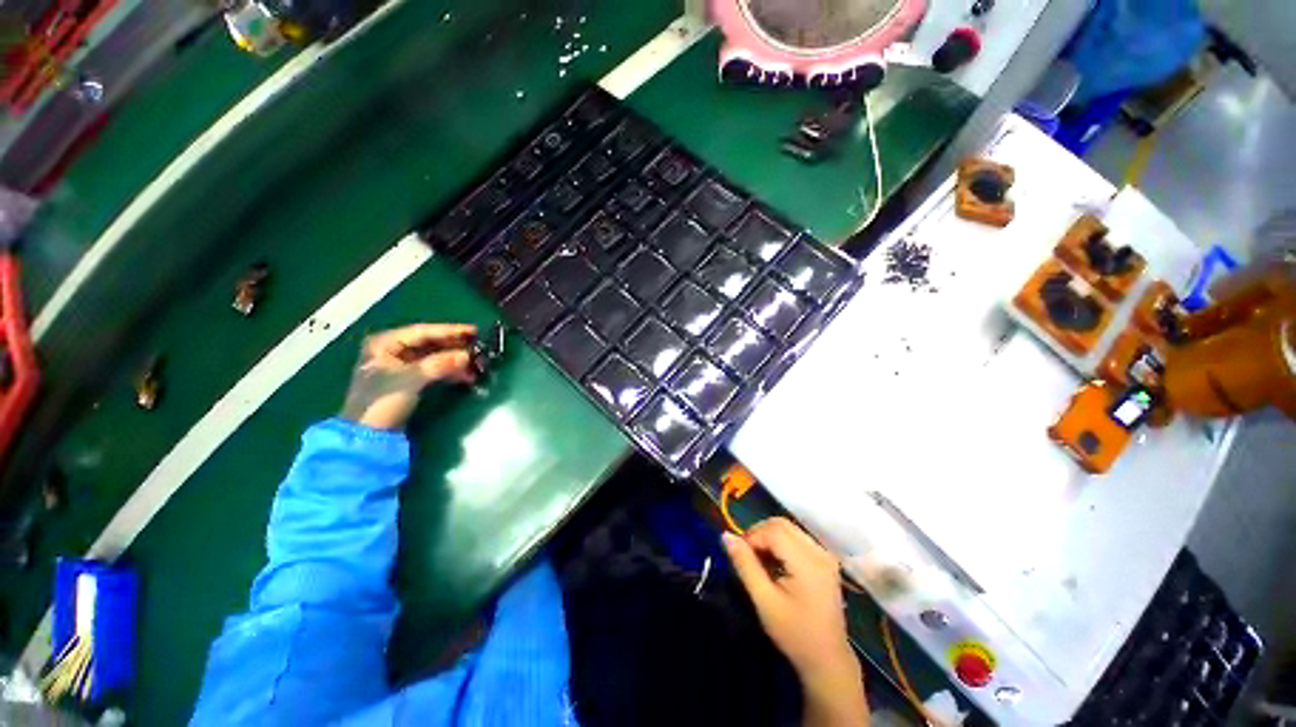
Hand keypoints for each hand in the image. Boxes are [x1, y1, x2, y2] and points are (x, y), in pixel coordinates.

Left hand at [340, 323, 476, 429]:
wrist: (369, 434)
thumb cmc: (382, 400)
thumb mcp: (411, 378)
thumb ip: (440, 364)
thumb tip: (467, 356)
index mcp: (385, 343)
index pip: (423, 331)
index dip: (450, 331)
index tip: (474, 331)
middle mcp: (391, 350)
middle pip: (429, 343)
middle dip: (454, 346)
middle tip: (478, 346)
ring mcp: (399, 366)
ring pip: (433, 357)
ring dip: (454, 360)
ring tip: (476, 364)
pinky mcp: (407, 381)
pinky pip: (433, 369)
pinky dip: (448, 371)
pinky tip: (465, 375)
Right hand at [724, 518, 867, 725]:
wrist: (827, 661)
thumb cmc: (794, 633)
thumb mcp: (764, 600)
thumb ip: (744, 565)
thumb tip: (725, 535)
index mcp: (808, 562)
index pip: (773, 531)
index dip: (751, 537)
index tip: (739, 556)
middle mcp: (819, 551)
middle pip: (781, 525)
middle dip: (759, 534)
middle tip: (748, 557)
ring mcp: (825, 555)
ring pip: (788, 529)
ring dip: (769, 538)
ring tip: (760, 563)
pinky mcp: (825, 560)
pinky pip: (797, 539)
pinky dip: (781, 544)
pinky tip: (776, 566)